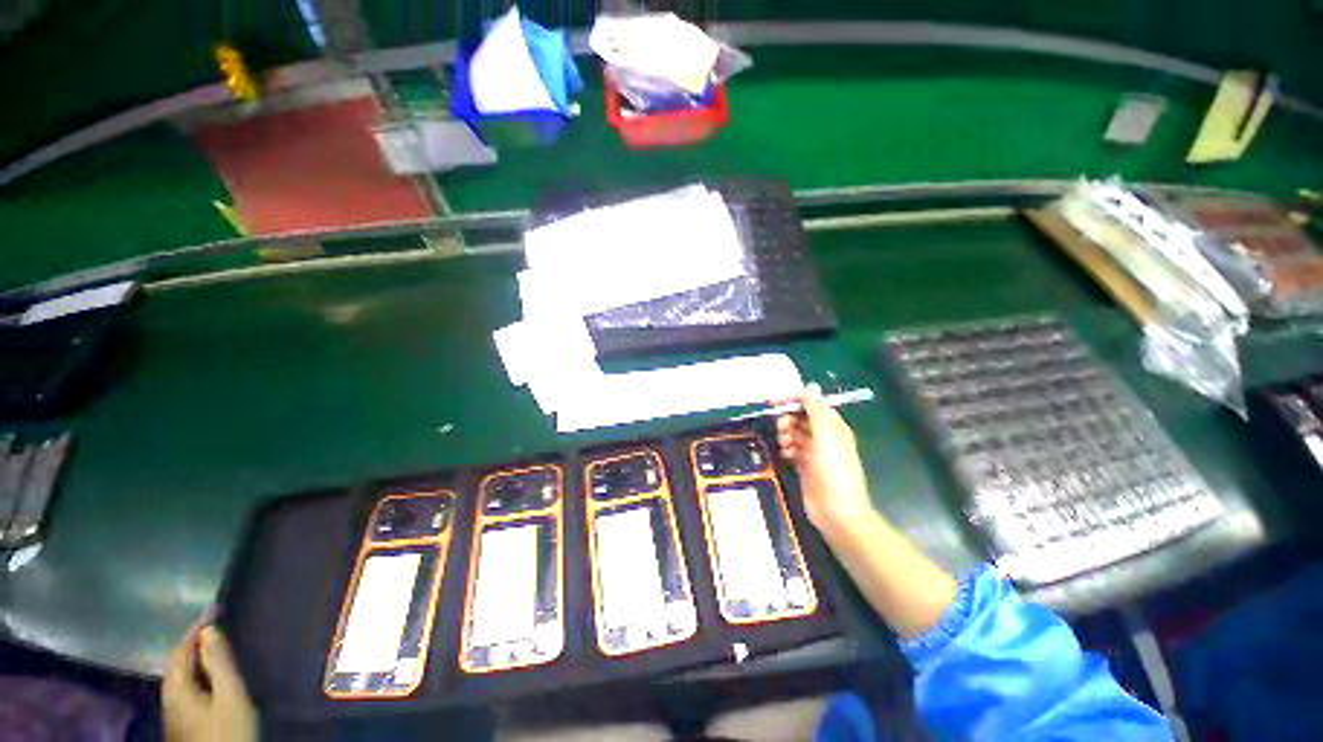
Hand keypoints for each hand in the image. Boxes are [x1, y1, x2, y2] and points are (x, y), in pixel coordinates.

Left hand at [163, 619, 256, 741]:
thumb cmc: (228, 731)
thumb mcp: (231, 696)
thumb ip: (219, 663)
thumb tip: (211, 629)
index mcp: (177, 687)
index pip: (182, 648)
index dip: (198, 626)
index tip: (218, 608)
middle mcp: (168, 696)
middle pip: (175, 663)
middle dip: (192, 642)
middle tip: (216, 625)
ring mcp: (173, 713)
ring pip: (178, 677)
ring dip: (192, 658)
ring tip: (213, 648)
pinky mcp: (181, 723)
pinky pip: (183, 688)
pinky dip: (194, 674)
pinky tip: (207, 679)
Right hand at [776, 383, 875, 539]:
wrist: (837, 512)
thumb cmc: (833, 471)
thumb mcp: (825, 436)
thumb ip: (816, 410)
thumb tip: (810, 386)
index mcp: (833, 426)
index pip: (811, 404)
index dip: (793, 400)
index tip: (773, 402)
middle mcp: (824, 436)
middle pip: (801, 418)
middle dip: (788, 419)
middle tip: (782, 429)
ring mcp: (814, 452)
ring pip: (794, 433)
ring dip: (786, 434)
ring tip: (785, 445)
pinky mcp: (805, 466)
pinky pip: (792, 449)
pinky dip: (787, 449)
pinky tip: (786, 456)